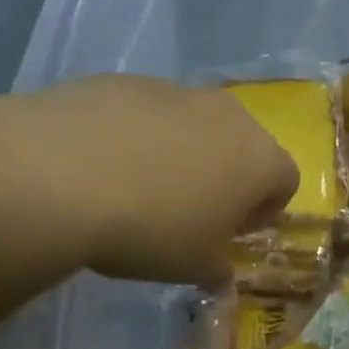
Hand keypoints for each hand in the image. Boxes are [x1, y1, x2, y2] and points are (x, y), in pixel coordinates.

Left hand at [10, 74, 299, 285]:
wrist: (62, 172)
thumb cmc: (150, 228)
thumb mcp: (193, 267)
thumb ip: (218, 267)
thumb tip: (219, 267)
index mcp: (259, 157)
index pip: (286, 181)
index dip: (264, 210)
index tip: (232, 233)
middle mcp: (228, 114)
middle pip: (242, 144)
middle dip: (224, 175)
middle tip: (188, 210)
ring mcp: (176, 90)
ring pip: (193, 124)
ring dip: (181, 152)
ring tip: (138, 186)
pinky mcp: (127, 81)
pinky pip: (146, 112)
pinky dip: (137, 134)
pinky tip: (101, 163)